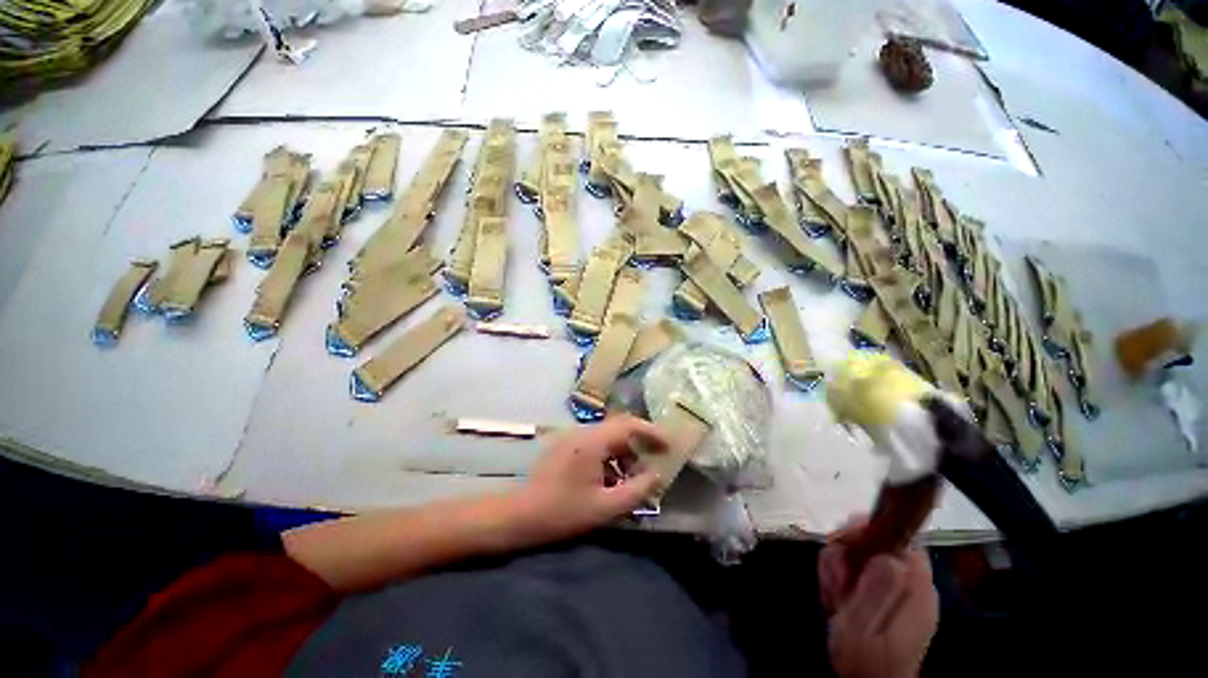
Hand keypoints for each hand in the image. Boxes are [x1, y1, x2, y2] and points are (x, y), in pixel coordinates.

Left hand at [512, 415, 668, 544]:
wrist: (520, 515)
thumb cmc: (563, 512)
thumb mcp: (605, 507)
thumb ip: (636, 491)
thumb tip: (656, 476)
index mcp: (592, 441)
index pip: (629, 425)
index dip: (652, 433)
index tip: (668, 445)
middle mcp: (583, 431)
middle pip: (619, 426)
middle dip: (640, 441)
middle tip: (655, 458)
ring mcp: (572, 436)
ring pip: (608, 435)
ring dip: (624, 450)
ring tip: (633, 474)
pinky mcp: (566, 444)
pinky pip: (595, 442)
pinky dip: (609, 455)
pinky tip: (611, 477)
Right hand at [819, 523, 938, 677]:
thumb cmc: (869, 661)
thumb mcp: (869, 627)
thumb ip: (878, 589)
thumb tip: (887, 553)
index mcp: (916, 589)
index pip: (901, 538)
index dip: (871, 530)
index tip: (843, 539)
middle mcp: (908, 583)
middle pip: (875, 542)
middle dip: (846, 550)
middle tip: (834, 575)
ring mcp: (892, 589)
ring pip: (859, 553)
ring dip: (837, 565)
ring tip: (832, 592)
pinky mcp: (877, 594)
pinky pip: (854, 569)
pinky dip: (837, 576)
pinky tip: (833, 596)